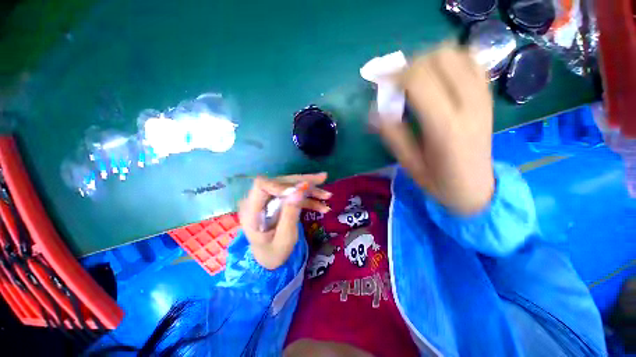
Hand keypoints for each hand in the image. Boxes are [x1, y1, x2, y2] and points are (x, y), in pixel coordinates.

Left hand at [238, 173, 330, 269]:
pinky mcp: (279, 202)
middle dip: (303, 181)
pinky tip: (323, 207)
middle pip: (280, 182)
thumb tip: (300, 190)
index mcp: (252, 211)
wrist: (270, 258)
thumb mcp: (284, 239)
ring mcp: (269, 200)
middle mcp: (259, 201)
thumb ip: (290, 214)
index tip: (302, 190)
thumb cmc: (274, 253)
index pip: (262, 186)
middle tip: (323, 179)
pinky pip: (294, 196)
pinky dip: (309, 199)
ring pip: (290, 186)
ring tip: (327, 195)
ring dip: (309, 189)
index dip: (282, 184)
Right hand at [376, 44, 494, 213]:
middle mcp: (468, 104)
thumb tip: (374, 112)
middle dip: (411, 65)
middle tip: (397, 83)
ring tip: (415, 79)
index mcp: (445, 127)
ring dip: (429, 60)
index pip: (418, 80)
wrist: (476, 188)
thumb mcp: (408, 163)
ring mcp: (482, 96)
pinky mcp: (486, 95)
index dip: (395, 76)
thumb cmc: (438, 180)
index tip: (382, 84)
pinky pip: (470, 61)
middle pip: (439, 58)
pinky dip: (450, 61)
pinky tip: (437, 77)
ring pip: (455, 53)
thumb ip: (392, 135)